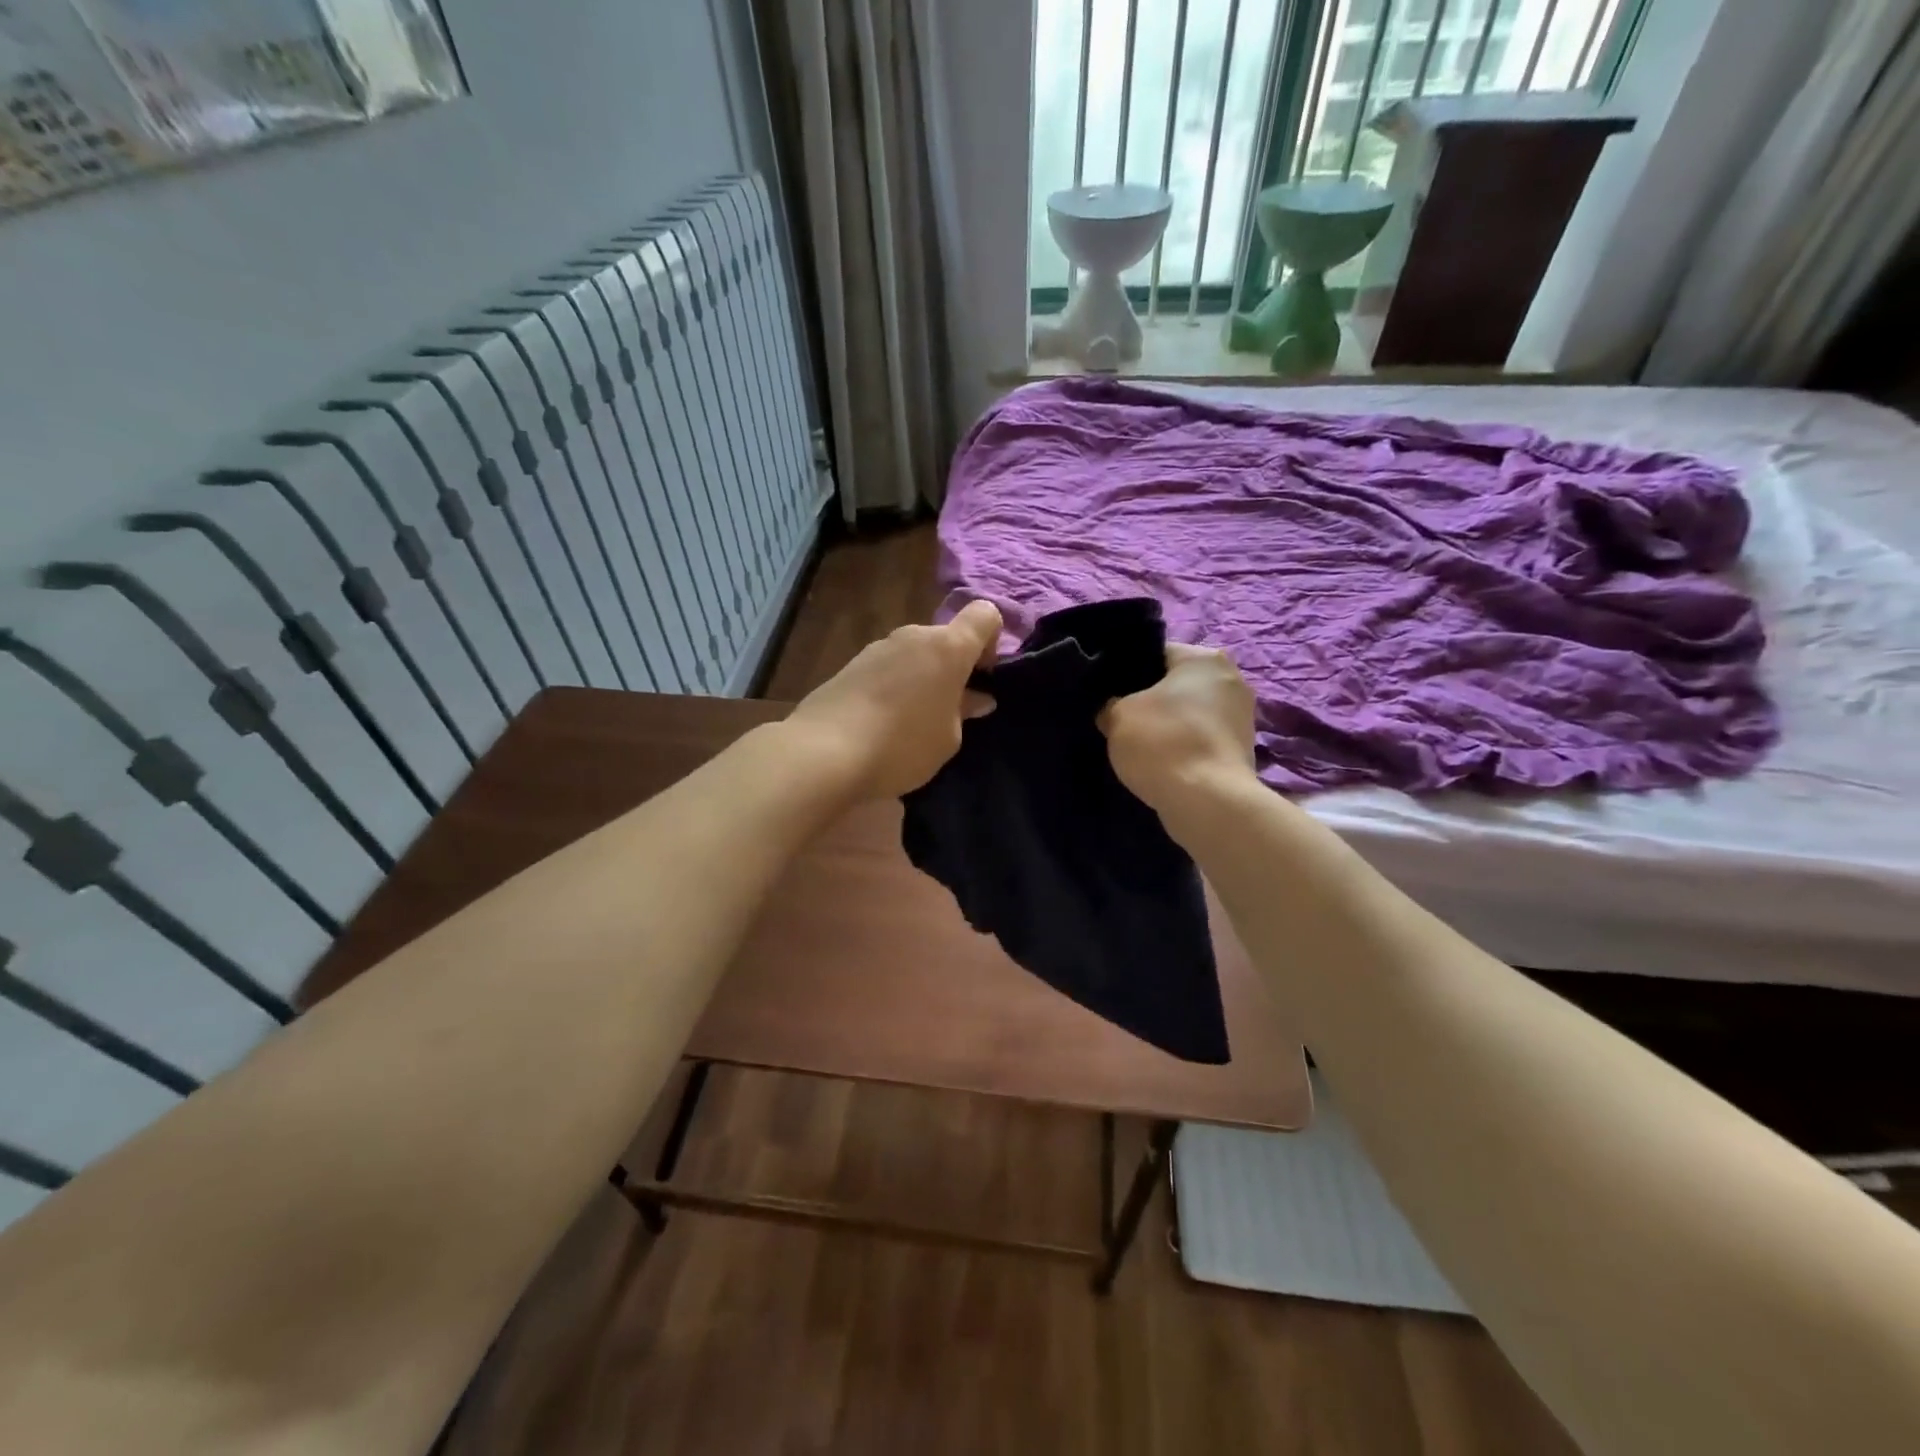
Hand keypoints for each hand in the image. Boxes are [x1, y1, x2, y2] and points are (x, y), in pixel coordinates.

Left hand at [783, 600, 1002, 800]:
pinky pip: (886, 670)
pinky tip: (882, 724)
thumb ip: (964, 712)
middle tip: (950, 711)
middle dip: (953, 667)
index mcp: (947, 647)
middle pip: (945, 639)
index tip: (984, 676)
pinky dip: (893, 688)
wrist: (824, 753)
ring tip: (912, 723)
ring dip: (921, 678)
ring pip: (913, 655)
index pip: (984, 615)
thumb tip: (976, 698)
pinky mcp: (849, 665)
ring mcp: (877, 648)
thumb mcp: (948, 738)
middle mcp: (913, 636)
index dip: (993, 640)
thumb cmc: (903, 745)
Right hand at [1099, 644, 1257, 812]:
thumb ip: (1111, 704)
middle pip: (1176, 684)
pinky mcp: (1242, 750)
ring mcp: (1242, 716)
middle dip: (1150, 700)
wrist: (1207, 802)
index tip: (1108, 693)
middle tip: (1118, 719)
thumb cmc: (1162, 743)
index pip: (1156, 653)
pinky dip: (1182, 748)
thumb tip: (1113, 709)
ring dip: (1167, 726)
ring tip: (1137, 745)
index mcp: (1205, 658)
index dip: (1127, 672)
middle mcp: (1231, 679)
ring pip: (1189, 714)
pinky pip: (1200, 739)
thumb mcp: (1117, 715)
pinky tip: (1159, 763)